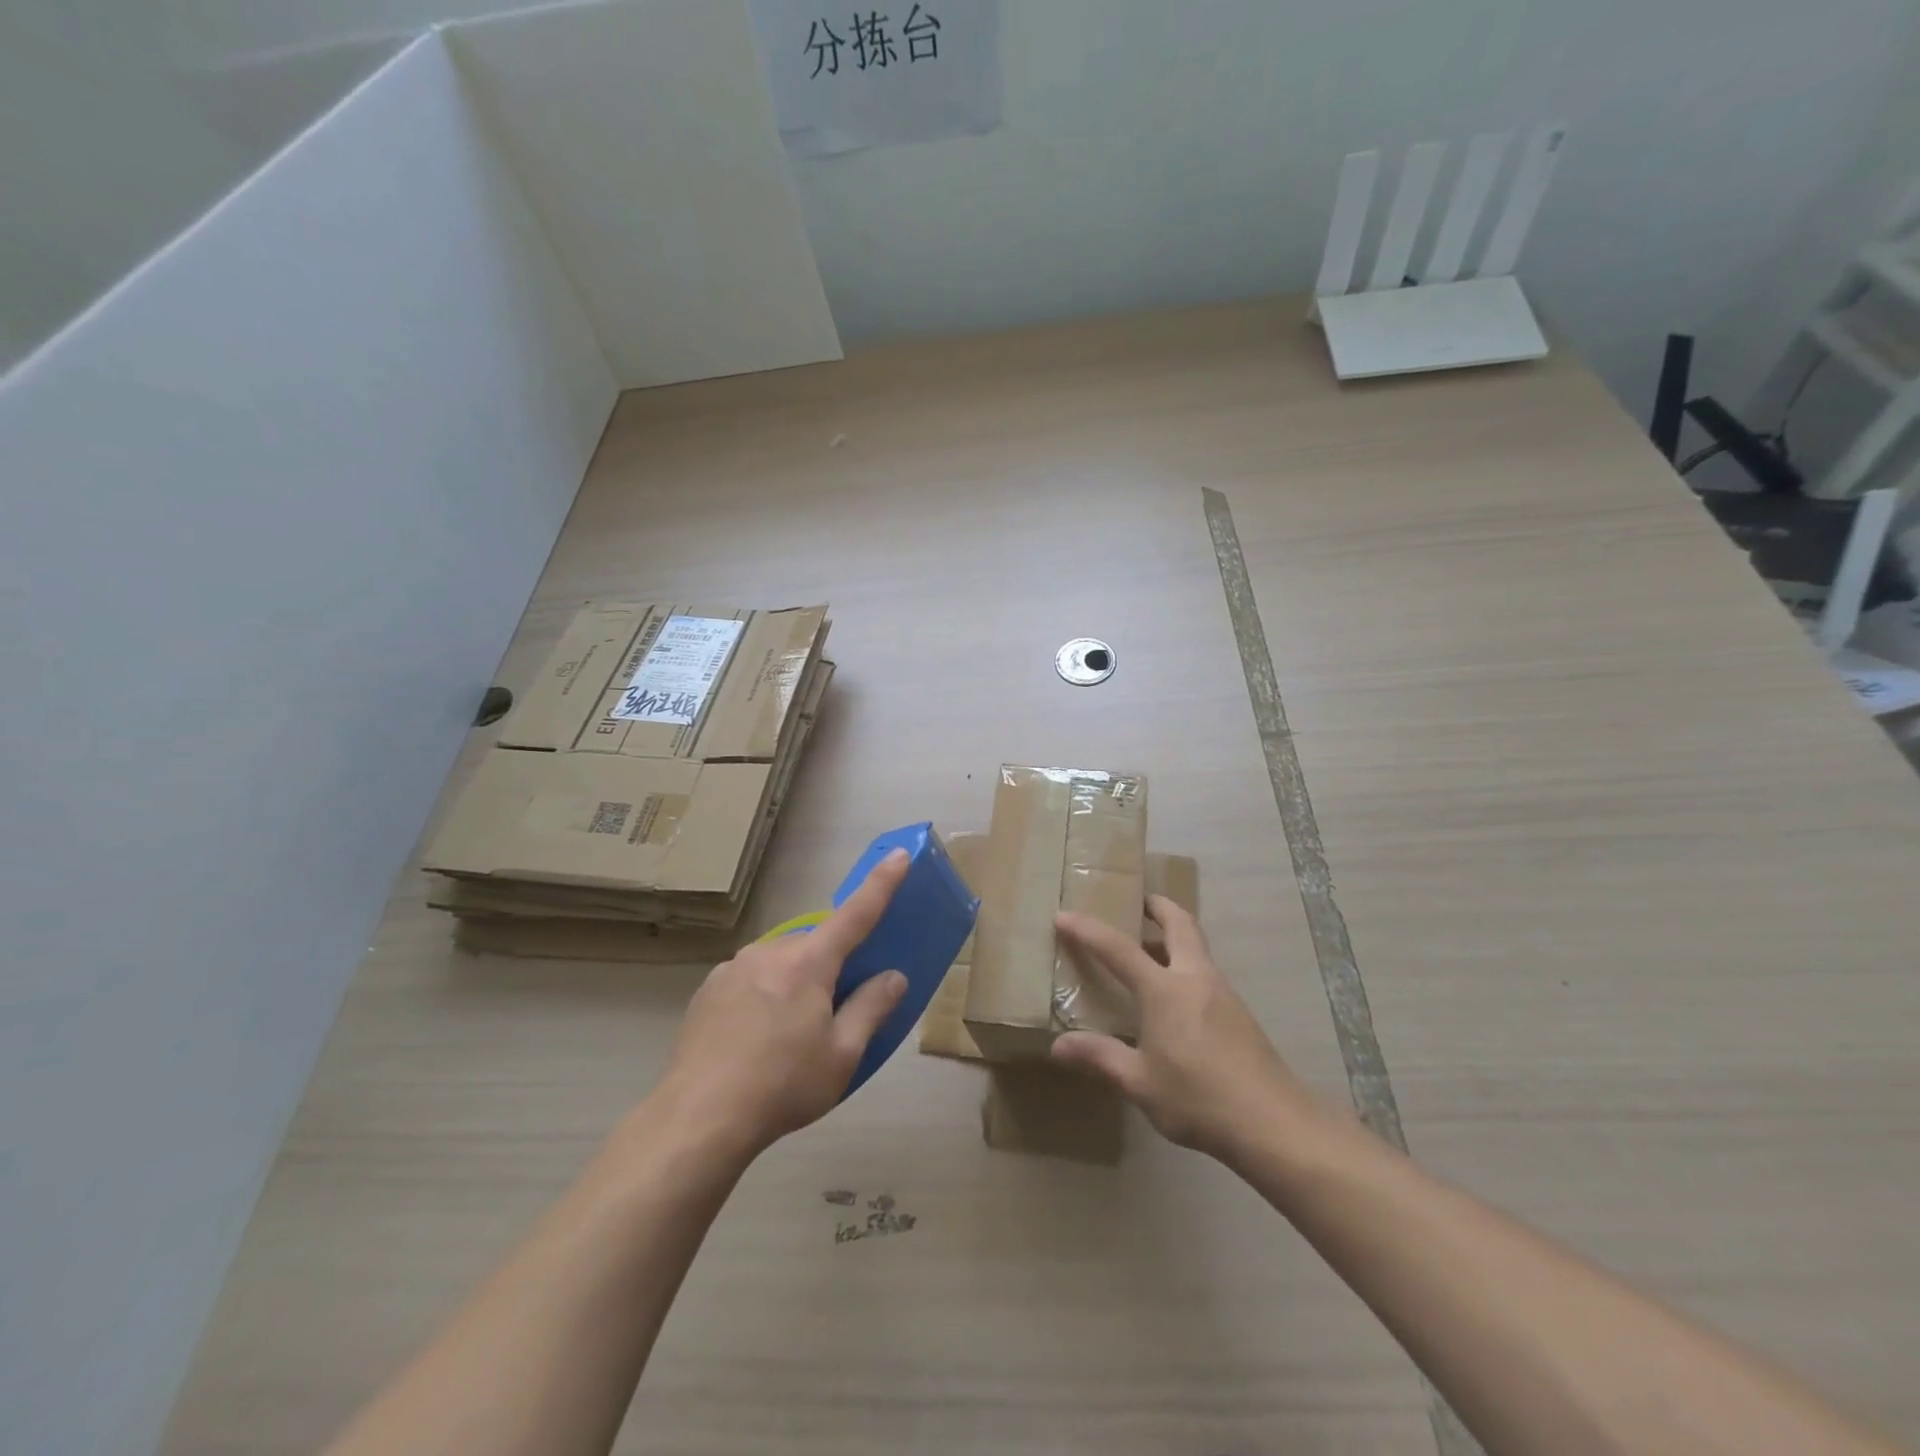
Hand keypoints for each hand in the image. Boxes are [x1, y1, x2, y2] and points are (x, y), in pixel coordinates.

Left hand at [649, 849, 910, 1158]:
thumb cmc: (782, 1085)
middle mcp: (770, 952)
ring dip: (795, 983)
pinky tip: (754, 1040)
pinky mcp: (708, 989)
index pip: (856, 914)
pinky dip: (763, 996)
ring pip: (780, 963)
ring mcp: (733, 968)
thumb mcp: (842, 1055)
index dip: (882, 884)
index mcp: (808, 963)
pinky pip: (751, 979)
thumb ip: (871, 1009)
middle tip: (832, 1013)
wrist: (697, 1119)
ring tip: (787, 1037)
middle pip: (815, 946)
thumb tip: (893, 977)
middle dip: (830, 967)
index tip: (900, 856)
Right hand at [1051, 896, 1323, 1163]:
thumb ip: (1100, 1057)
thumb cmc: (1199, 1098)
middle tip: (1137, 901)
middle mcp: (1195, 978)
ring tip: (1149, 949)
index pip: (1118, 948)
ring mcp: (1222, 992)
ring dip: (1174, 935)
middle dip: (1157, 906)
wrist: (1274, 1123)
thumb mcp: (1140, 1083)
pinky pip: (1205, 972)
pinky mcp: (1239, 1013)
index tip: (1064, 915)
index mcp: (1164, 990)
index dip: (1088, 930)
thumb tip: (1058, 1046)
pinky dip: (1185, 965)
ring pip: (1197, 946)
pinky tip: (1175, 999)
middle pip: (1179, 923)